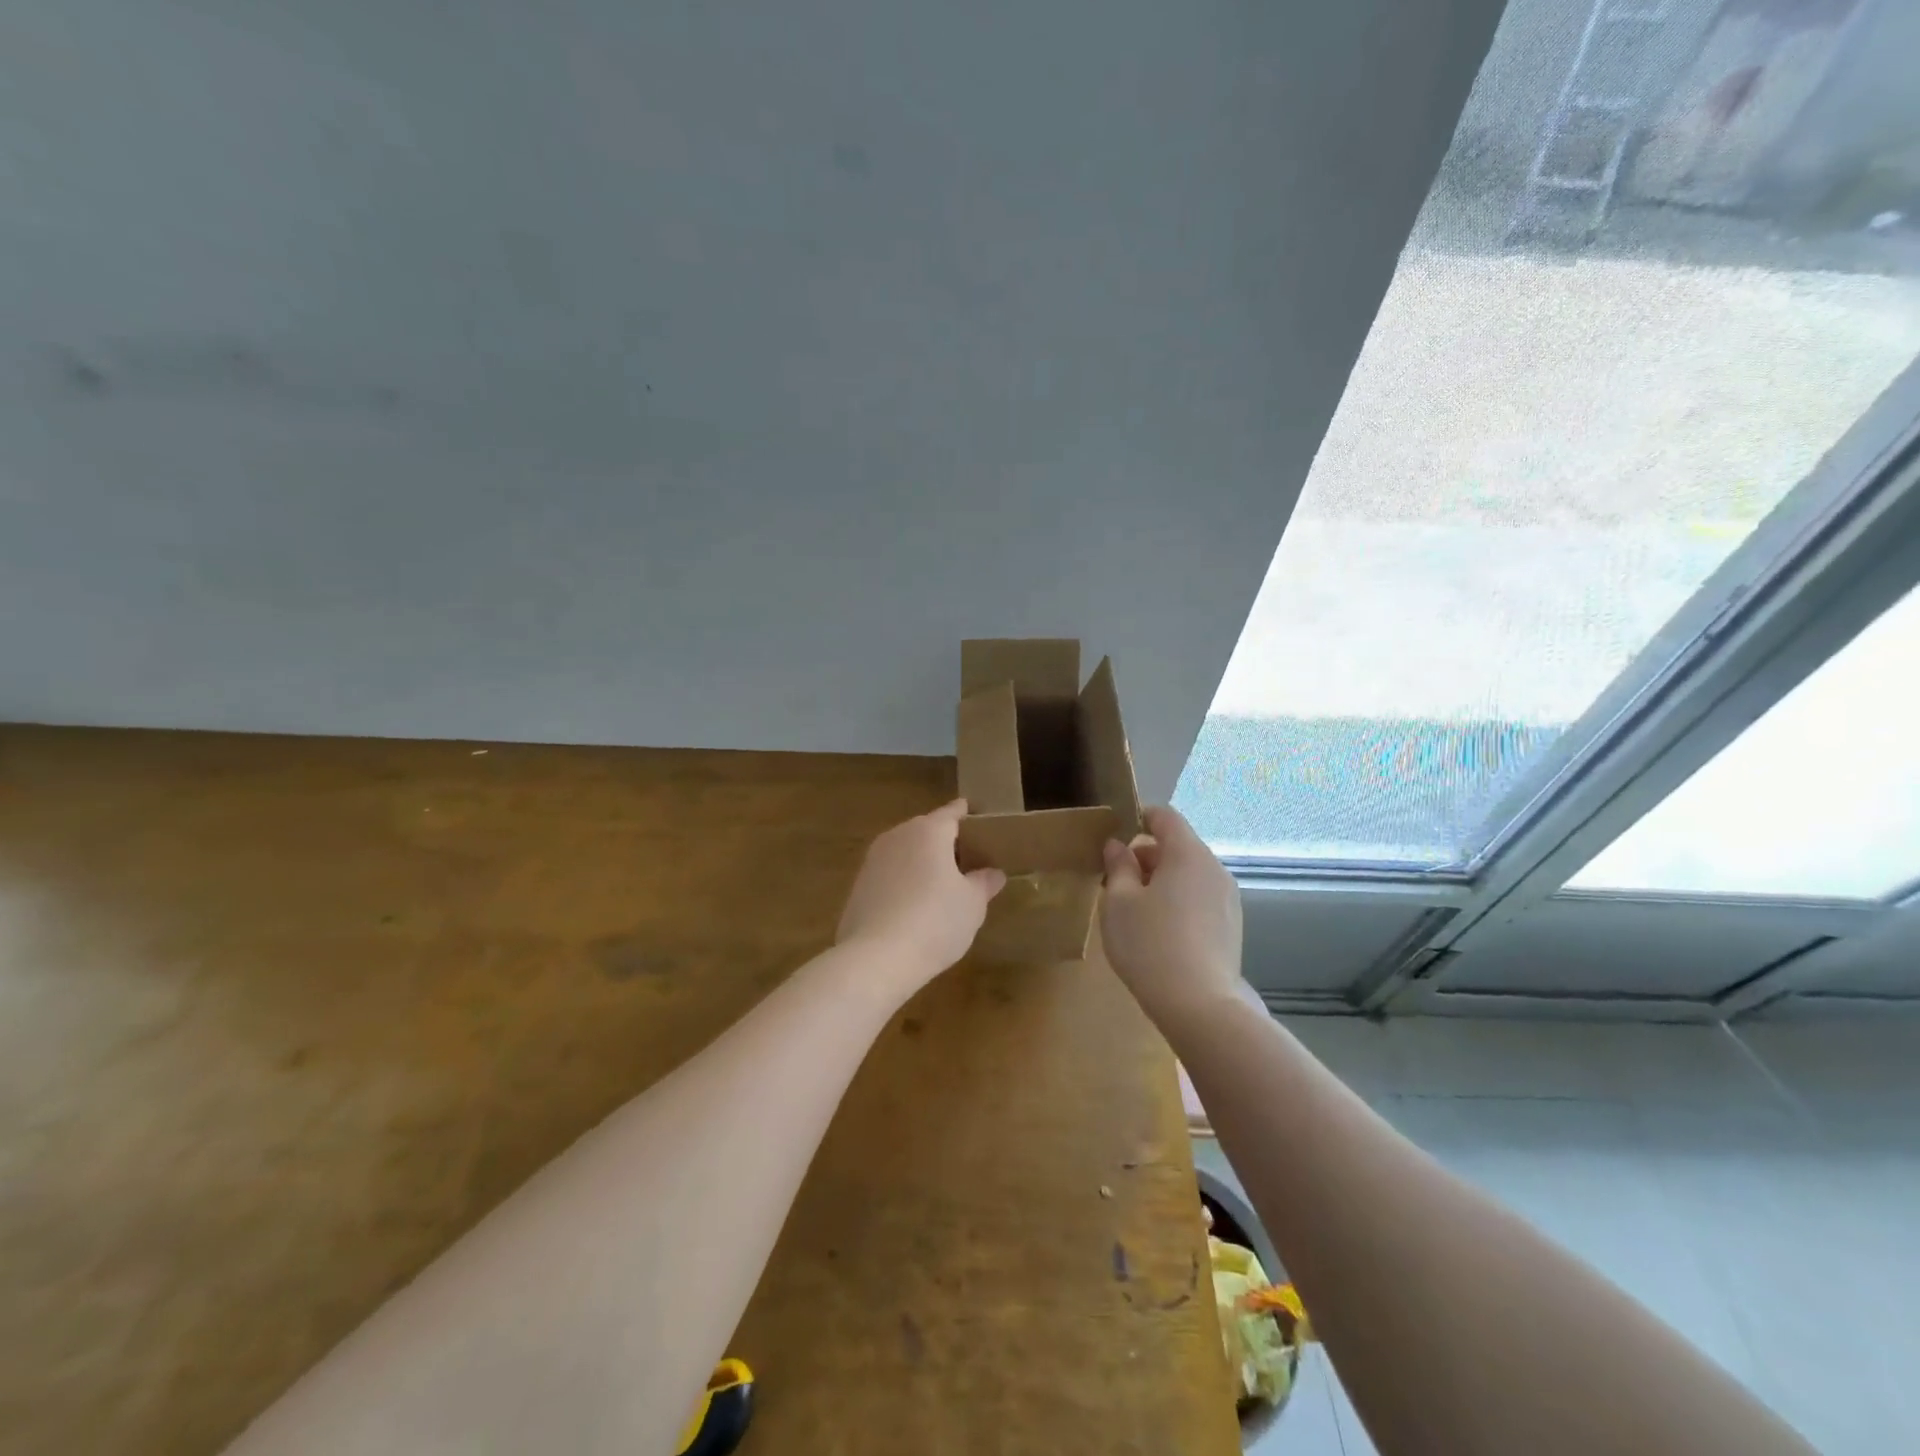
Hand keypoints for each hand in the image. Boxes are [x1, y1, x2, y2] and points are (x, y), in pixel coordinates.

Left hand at [836, 800, 1006, 992]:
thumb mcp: (972, 904)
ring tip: (943, 885)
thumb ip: (984, 883)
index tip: (980, 819)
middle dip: (946, 842)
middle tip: (968, 860)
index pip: (952, 812)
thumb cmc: (935, 921)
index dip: (967, 815)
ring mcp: (873, 860)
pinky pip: (890, 874)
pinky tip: (915, 906)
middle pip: (927, 830)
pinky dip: (905, 881)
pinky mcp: (859, 885)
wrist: (876, 958)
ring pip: (906, 851)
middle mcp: (898, 836)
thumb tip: (993, 873)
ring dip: (923, 862)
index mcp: (928, 831)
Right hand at [1100, 806, 1245, 1029]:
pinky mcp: (1231, 926)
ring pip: (1189, 875)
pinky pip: (1200, 898)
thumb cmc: (1149, 945)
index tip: (1114, 839)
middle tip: (1114, 884)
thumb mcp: (1118, 902)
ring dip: (1161, 882)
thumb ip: (1117, 867)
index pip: (1165, 817)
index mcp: (1188, 854)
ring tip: (1135, 913)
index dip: (1139, 818)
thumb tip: (1118, 846)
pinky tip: (1159, 934)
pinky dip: (1178, 902)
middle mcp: (1214, 868)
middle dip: (1145, 857)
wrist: (1199, 1006)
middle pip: (1177, 846)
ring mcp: (1228, 899)